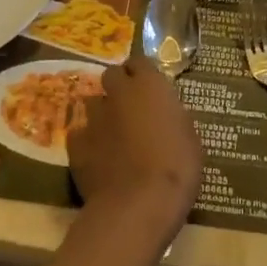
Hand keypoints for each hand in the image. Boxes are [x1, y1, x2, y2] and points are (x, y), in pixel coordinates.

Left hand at [69, 56, 201, 252]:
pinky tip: (97, 157)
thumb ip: (173, 118)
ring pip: (92, 103)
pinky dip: (87, 140)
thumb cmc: (176, 169)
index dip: (143, 72)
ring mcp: (93, 118)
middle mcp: (118, 94)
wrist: (138, 204)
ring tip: (113, 133)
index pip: (139, 61)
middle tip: (131, 107)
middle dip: (119, 86)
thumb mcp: (190, 139)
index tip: (150, 86)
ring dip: (102, 112)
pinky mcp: (75, 144)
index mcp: (149, 86)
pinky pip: (80, 133)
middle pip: (111, 75)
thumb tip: (166, 115)